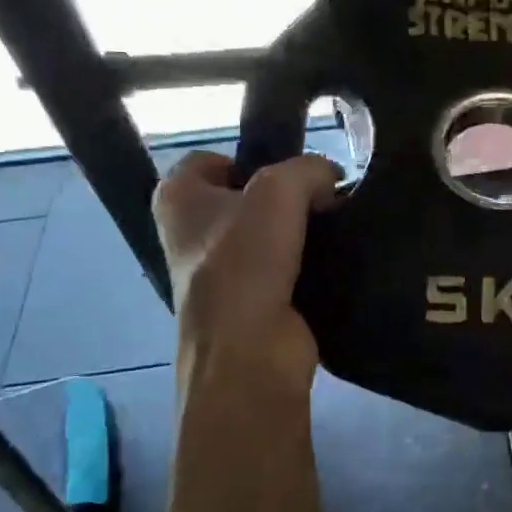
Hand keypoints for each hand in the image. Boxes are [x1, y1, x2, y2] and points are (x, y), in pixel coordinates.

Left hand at [151, 151, 340, 385]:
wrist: (250, 352)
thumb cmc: (246, 262)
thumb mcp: (279, 191)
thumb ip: (308, 168)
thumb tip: (330, 178)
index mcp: (177, 198)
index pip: (213, 158)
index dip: (253, 159)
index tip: (291, 173)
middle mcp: (191, 232)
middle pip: (248, 196)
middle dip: (287, 195)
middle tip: (323, 200)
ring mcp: (221, 271)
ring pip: (271, 231)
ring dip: (302, 229)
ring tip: (335, 228)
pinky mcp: (252, 299)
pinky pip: (286, 265)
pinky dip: (310, 262)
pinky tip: (334, 259)